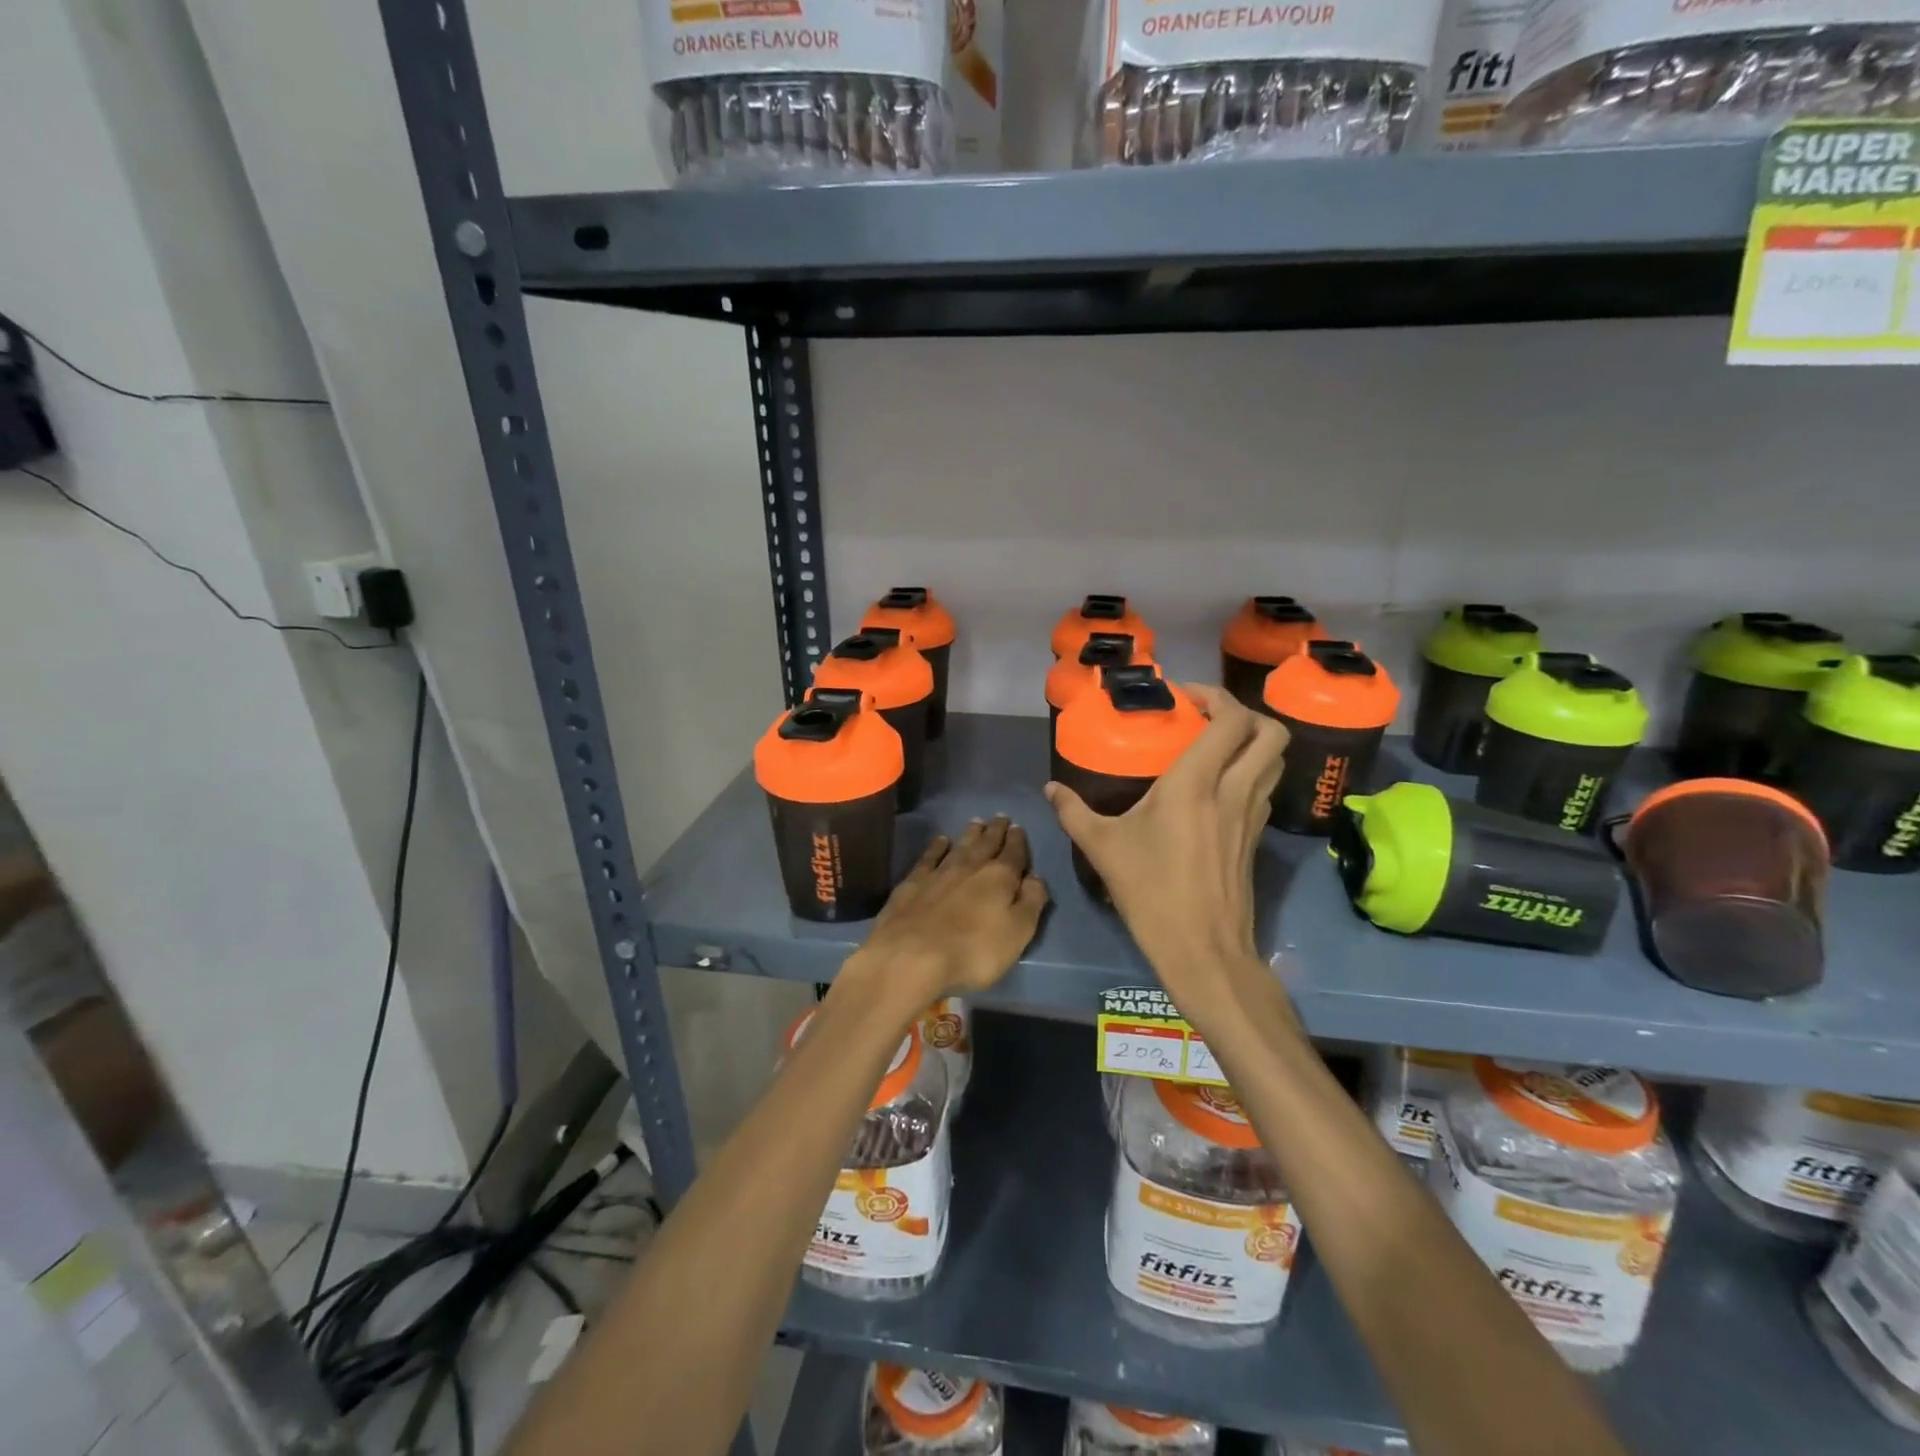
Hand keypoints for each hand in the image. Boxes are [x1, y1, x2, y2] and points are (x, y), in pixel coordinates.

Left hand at [854, 816, 1048, 1005]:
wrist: (912, 955)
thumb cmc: (974, 951)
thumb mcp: (1017, 933)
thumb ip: (1031, 902)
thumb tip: (1036, 877)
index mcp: (1000, 878)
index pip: (1014, 853)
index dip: (1018, 841)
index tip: (1018, 827)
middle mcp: (971, 867)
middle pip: (986, 843)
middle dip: (996, 830)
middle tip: (1001, 817)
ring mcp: (940, 872)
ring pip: (960, 845)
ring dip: (970, 833)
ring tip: (977, 822)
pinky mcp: (913, 882)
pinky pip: (929, 857)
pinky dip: (937, 847)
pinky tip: (940, 840)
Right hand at [1045, 685, 1285, 1009]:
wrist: (1204, 950)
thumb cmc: (1151, 893)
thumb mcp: (1102, 848)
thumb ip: (1073, 812)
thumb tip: (1050, 789)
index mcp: (1196, 784)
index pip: (1231, 720)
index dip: (1215, 697)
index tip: (1184, 698)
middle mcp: (1234, 790)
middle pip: (1271, 732)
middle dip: (1245, 713)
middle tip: (1208, 718)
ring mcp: (1252, 815)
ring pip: (1275, 760)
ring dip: (1252, 742)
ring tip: (1215, 746)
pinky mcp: (1256, 838)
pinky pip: (1265, 788)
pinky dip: (1251, 772)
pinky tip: (1218, 788)